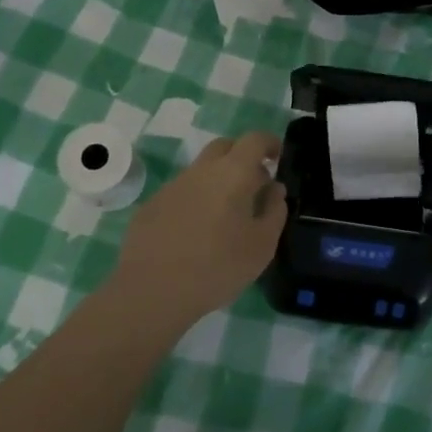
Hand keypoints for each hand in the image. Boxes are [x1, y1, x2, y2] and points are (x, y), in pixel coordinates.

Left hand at [106, 132, 287, 334]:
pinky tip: (196, 232)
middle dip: (243, 157)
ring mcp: (173, 185)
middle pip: (225, 147)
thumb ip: (275, 211)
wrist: (152, 291)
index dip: (270, 143)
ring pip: (202, 170)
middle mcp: (201, 170)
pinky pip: (182, 192)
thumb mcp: (262, 245)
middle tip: (254, 184)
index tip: (278, 158)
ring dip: (218, 181)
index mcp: (233, 173)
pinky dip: (196, 200)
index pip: (255, 140)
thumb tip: (274, 189)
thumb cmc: (217, 267)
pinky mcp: (152, 205)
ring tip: (226, 215)